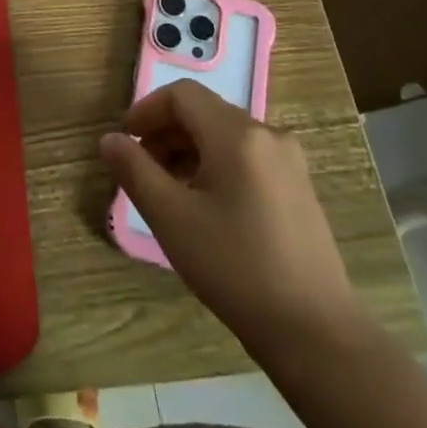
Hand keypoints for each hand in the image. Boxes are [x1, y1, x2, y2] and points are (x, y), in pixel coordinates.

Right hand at [101, 80, 368, 368]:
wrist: (316, 332)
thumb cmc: (235, 267)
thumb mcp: (171, 218)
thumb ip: (134, 170)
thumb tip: (110, 140)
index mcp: (237, 134)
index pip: (182, 95)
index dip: (147, 110)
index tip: (126, 142)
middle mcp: (267, 135)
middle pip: (204, 113)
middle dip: (166, 134)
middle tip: (141, 171)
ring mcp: (289, 162)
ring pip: (225, 136)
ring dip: (188, 151)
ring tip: (169, 193)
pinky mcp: (299, 188)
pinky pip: (247, 157)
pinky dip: (216, 166)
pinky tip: (206, 208)